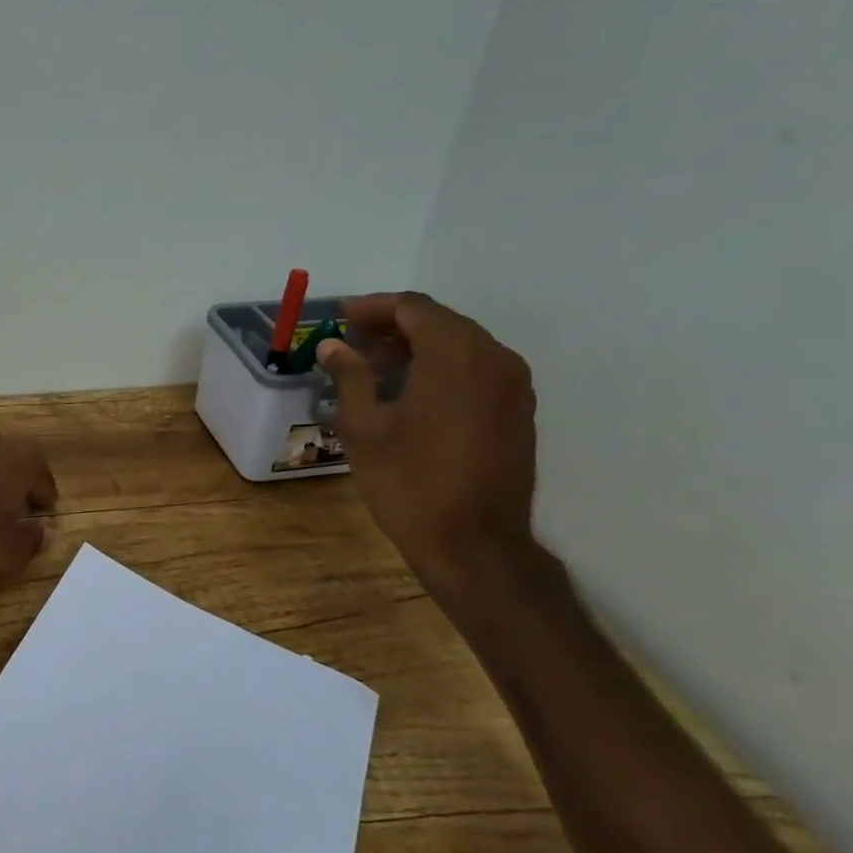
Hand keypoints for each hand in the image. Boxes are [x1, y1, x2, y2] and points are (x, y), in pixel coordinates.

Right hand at [316, 293, 539, 591]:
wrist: (475, 545)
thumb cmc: (409, 482)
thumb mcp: (363, 427)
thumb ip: (350, 377)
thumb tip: (333, 346)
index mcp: (455, 355)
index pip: (413, 308)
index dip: (373, 307)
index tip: (339, 318)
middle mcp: (494, 358)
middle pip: (440, 321)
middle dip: (393, 326)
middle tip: (352, 343)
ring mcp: (513, 386)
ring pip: (461, 344)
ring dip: (417, 346)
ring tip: (375, 368)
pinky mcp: (519, 411)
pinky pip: (477, 369)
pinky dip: (442, 366)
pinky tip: (411, 392)